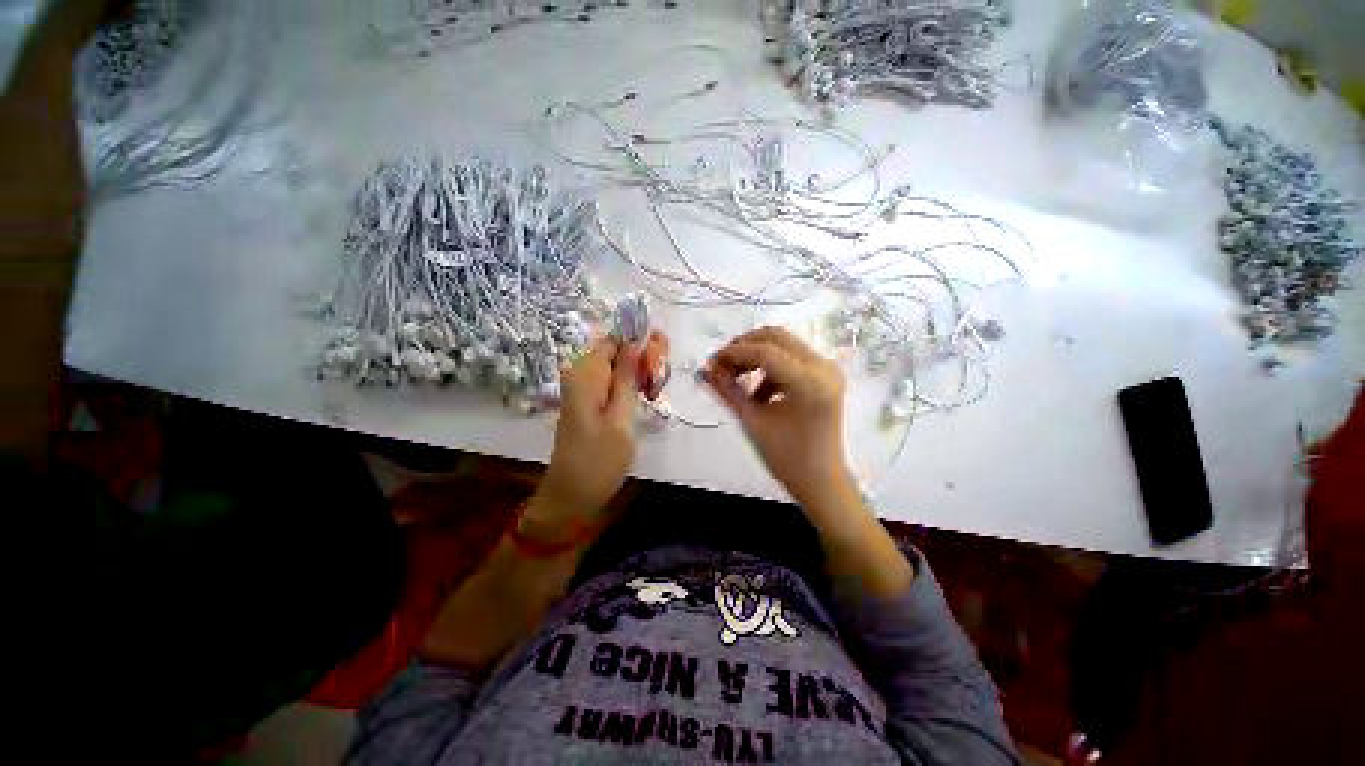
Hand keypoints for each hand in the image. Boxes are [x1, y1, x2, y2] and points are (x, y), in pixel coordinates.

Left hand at [524, 338, 641, 537]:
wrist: (571, 495)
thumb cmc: (599, 459)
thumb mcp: (620, 417)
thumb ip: (627, 378)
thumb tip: (635, 342)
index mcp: (585, 374)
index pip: (615, 340)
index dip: (639, 346)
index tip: (659, 364)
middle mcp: (580, 375)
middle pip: (617, 353)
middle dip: (641, 363)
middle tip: (657, 387)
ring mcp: (583, 389)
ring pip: (617, 369)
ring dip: (637, 378)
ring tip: (653, 396)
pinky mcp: (588, 402)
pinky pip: (611, 384)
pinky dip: (628, 390)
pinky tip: (641, 403)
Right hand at [704, 327, 856, 512]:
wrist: (820, 480)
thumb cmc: (787, 457)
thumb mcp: (752, 421)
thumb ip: (728, 390)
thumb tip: (706, 370)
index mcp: (810, 382)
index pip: (766, 352)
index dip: (734, 353)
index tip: (711, 361)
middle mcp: (824, 367)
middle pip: (777, 337)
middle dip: (744, 347)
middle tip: (722, 364)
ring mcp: (828, 369)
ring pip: (784, 344)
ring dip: (756, 356)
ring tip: (735, 378)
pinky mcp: (825, 375)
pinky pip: (791, 358)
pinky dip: (769, 368)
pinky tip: (756, 391)